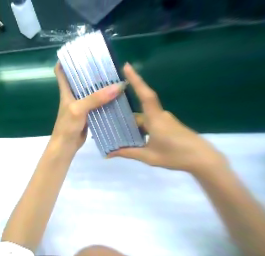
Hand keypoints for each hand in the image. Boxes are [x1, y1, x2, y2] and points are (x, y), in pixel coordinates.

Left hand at [51, 62, 126, 153]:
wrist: (67, 145)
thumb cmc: (67, 125)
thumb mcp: (79, 109)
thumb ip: (95, 98)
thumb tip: (118, 86)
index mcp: (66, 91)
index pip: (61, 71)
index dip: (66, 61)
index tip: (79, 52)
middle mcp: (72, 95)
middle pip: (79, 78)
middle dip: (89, 70)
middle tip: (105, 63)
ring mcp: (80, 104)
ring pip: (89, 90)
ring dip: (99, 84)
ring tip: (113, 76)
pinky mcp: (87, 113)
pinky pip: (96, 102)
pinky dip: (104, 98)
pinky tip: (115, 95)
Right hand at [109, 63, 228, 173]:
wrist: (204, 161)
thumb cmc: (176, 156)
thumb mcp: (149, 157)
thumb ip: (128, 153)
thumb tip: (108, 153)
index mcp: (155, 119)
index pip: (145, 95)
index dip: (136, 80)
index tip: (127, 66)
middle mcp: (160, 115)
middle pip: (139, 109)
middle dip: (125, 112)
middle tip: (108, 113)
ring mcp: (165, 120)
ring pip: (143, 117)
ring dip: (132, 122)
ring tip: (117, 129)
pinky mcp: (168, 125)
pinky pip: (149, 121)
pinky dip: (139, 126)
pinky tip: (132, 135)